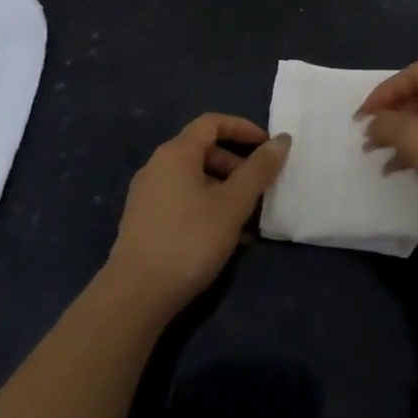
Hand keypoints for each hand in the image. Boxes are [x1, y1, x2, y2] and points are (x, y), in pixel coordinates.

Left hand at [106, 113, 289, 314]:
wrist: (136, 295)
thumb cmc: (189, 240)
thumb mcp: (232, 204)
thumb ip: (258, 170)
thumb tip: (282, 139)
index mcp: (176, 154)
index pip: (212, 122)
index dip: (243, 129)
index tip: (268, 146)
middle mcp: (157, 166)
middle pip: (203, 150)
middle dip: (237, 164)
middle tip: (261, 187)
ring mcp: (147, 195)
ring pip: (195, 179)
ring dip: (225, 190)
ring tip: (248, 218)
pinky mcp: (145, 221)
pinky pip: (183, 200)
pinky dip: (207, 206)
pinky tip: (226, 237)